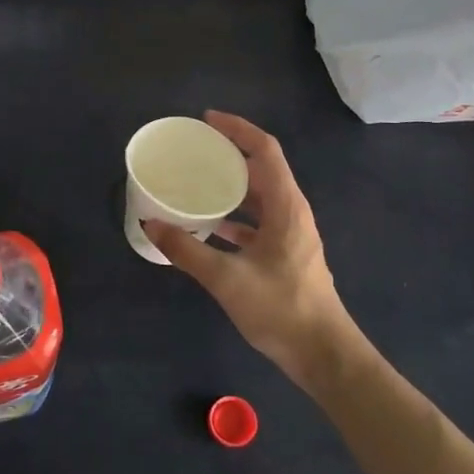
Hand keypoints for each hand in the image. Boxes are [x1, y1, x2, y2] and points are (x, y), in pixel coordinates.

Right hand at [146, 111, 357, 386]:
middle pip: (262, 169)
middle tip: (194, 150)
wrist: (322, 353)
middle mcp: (291, 212)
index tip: (206, 120)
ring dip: (231, 185)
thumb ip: (186, 250)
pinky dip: (234, 216)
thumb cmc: (280, 309)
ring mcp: (291, 234)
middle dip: (230, 154)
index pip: (265, 150)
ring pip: (259, 196)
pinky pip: (257, 221)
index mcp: (285, 206)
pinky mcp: (285, 254)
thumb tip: (150, 224)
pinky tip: (208, 226)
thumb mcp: (226, 278)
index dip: (237, 129)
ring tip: (197, 181)